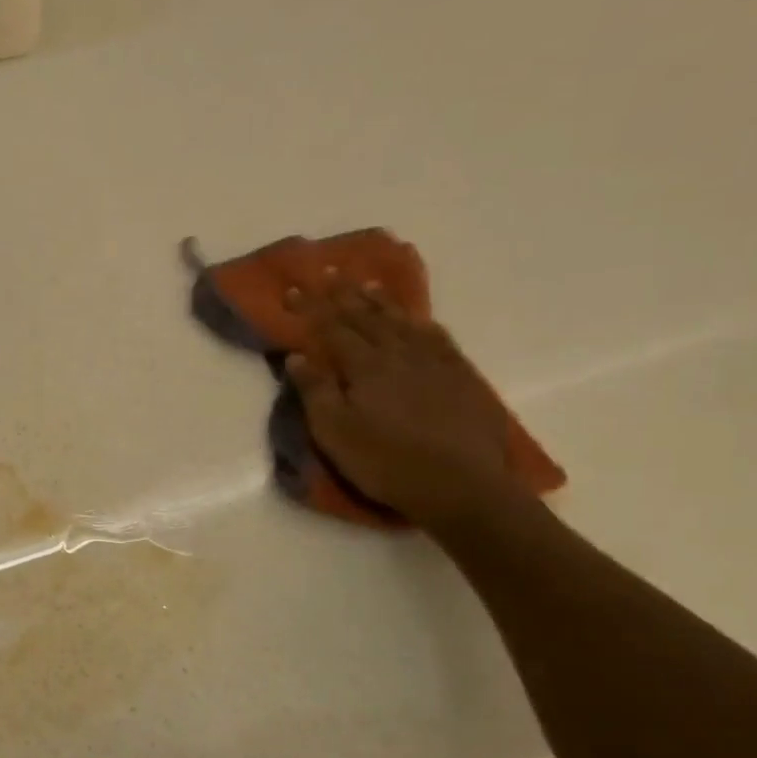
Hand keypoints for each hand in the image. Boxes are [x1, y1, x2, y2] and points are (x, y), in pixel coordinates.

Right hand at [283, 282, 520, 529]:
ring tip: (369, 284)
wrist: (462, 486)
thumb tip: (297, 357)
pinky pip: (438, 340)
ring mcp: (435, 364)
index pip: (332, 329)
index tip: (294, 288)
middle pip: (367, 318)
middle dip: (344, 295)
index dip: (312, 308)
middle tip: (330, 272)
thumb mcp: (335, 433)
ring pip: (403, 323)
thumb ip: (315, 392)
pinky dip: (423, 324)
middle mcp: (400, 355)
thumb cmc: (386, 462)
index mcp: (366, 367)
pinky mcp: (462, 378)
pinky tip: (420, 321)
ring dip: (383, 303)